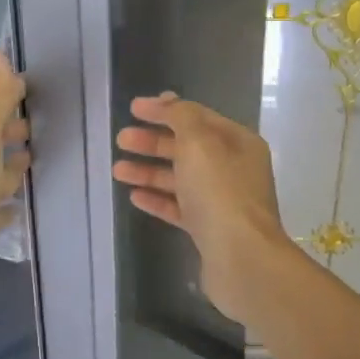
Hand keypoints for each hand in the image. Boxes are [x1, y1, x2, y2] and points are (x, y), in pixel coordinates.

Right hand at [112, 93, 293, 325]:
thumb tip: (168, 100)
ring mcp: (221, 201)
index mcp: (237, 142)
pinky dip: (158, 199)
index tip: (132, 108)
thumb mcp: (199, 143)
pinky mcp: (209, 229)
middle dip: (153, 141)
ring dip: (149, 171)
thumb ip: (181, 117)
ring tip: (118, 170)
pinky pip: (179, 207)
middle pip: (187, 147)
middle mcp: (232, 168)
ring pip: (180, 178)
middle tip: (121, 140)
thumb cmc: (220, 192)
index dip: (165, 110)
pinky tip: (134, 196)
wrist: (241, 258)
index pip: (197, 117)